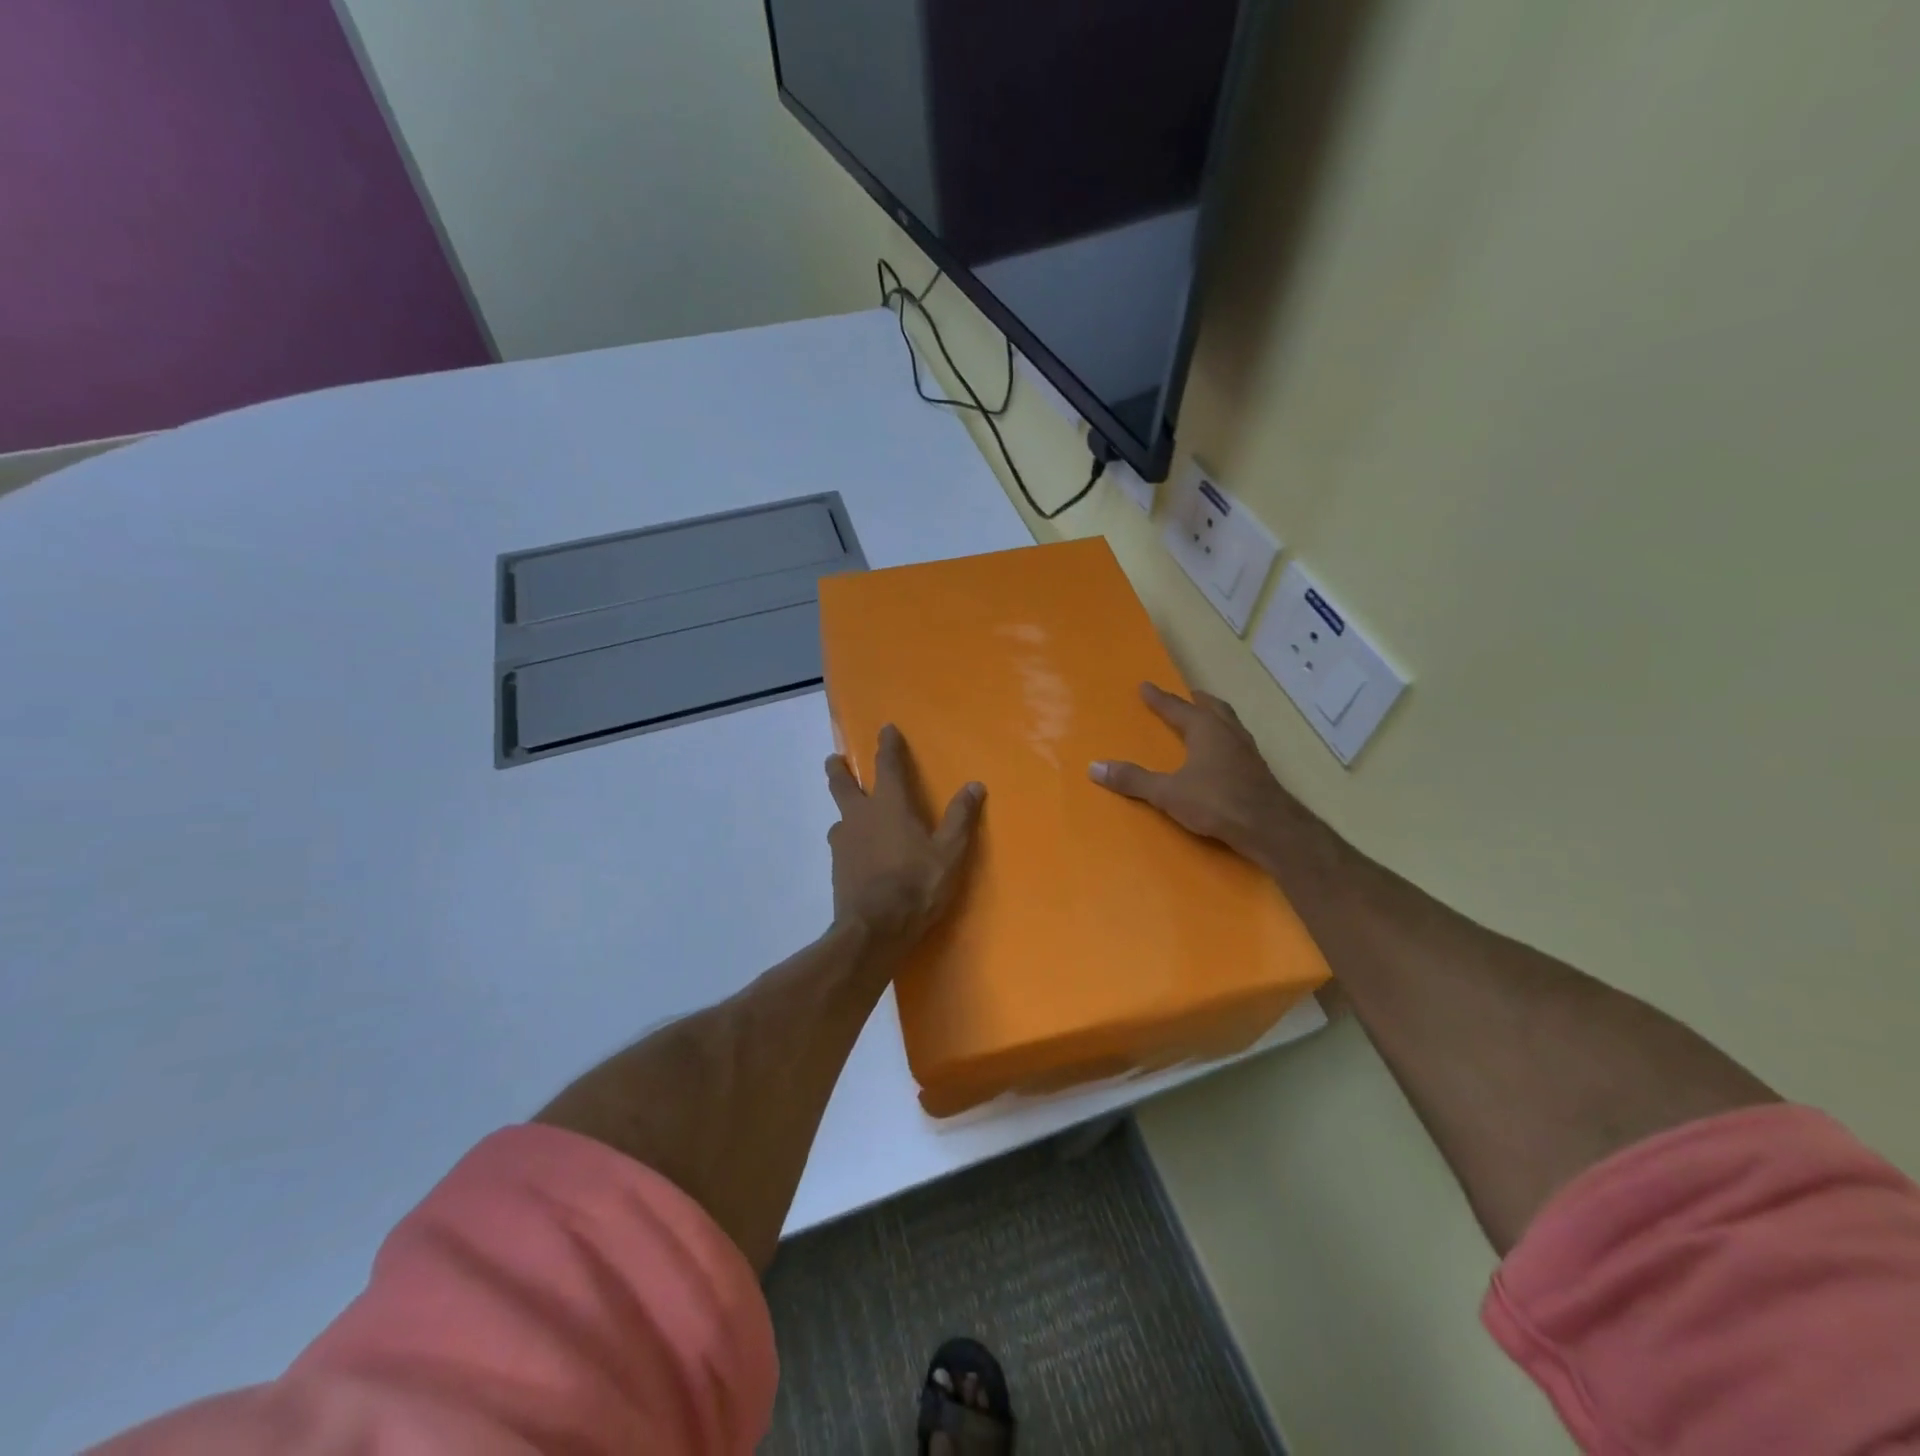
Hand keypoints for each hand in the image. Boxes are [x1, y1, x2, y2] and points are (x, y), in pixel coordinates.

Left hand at [825, 725, 984, 954]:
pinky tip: (854, 853)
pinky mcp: (837, 868)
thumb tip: (974, 785)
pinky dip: (847, 841)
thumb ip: (960, 818)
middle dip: (838, 770)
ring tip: (849, 815)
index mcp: (889, 806)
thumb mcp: (949, 853)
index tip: (885, 729)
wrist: (874, 929)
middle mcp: (860, 817)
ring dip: (843, 810)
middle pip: (843, 785)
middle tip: (832, 760)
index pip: (888, 766)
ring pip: (839, 817)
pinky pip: (841, 845)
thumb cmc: (917, 885)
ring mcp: (844, 843)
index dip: (887, 746)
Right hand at [1089, 682, 1302, 870]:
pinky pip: (1237, 744)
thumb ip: (1133, 780)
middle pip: (1212, 708)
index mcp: (1206, 729)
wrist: (1270, 827)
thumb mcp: (1168, 792)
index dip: (1159, 698)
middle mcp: (1228, 733)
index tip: (1145, 686)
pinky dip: (1225, 740)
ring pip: (1229, 724)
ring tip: (1204, 721)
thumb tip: (1095, 767)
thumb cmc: (1217, 802)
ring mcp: (1247, 751)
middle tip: (1185, 697)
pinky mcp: (1257, 771)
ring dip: (1214, 718)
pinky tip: (1221, 756)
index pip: (1177, 707)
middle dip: (1196, 701)